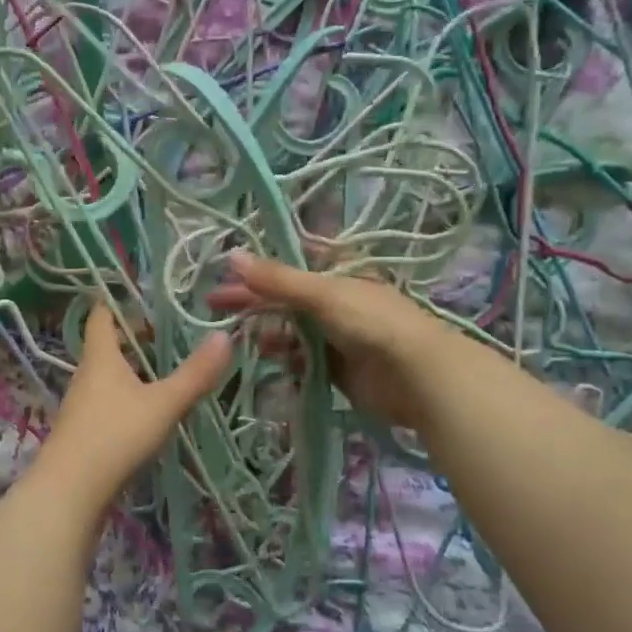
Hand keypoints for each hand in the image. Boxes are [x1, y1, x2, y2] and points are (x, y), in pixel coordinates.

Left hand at [28, 304, 232, 505]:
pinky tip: (148, 410)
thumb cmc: (115, 435)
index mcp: (100, 357)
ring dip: (133, 368)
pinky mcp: (83, 432)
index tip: (141, 292)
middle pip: (108, 345)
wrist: (69, 491)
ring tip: (165, 369)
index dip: (117, 301)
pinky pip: (108, 401)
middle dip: (135, 337)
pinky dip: (128, 395)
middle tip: (169, 332)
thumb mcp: (163, 404)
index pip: (102, 316)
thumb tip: (224, 336)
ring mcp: (82, 405)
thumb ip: (195, 373)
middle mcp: (86, 375)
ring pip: (108, 375)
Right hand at [211, 252, 449, 431]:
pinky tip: (265, 356)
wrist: (418, 377)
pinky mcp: (335, 367)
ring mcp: (336, 335)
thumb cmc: (372, 323)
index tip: (225, 272)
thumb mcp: (322, 293)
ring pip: (289, 328)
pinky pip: (300, 357)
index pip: (290, 263)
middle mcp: (335, 301)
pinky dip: (282, 356)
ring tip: (235, 334)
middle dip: (251, 299)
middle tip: (212, 305)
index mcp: (338, 273)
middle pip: (284, 297)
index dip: (258, 266)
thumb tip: (231, 255)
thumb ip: (276, 279)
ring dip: (264, 329)